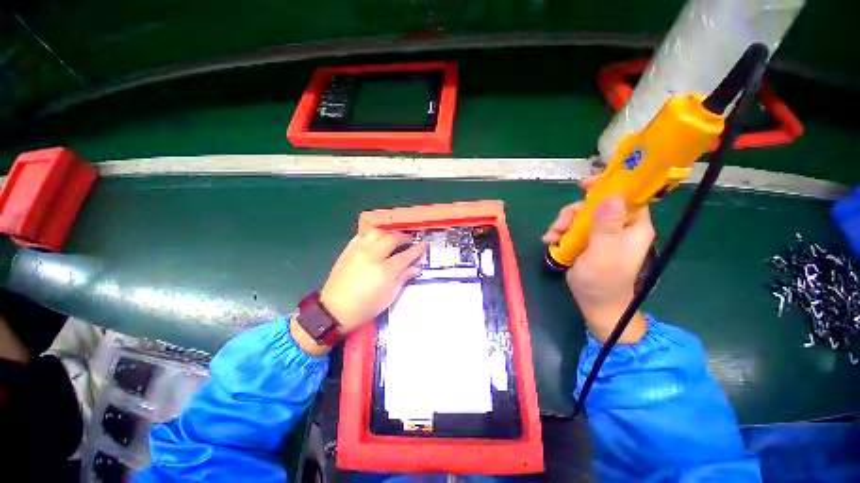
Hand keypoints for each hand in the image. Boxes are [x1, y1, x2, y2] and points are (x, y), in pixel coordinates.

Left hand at [293, 229, 425, 355]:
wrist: (333, 311)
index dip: (416, 250)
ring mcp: (357, 251)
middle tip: (410, 240)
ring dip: (388, 233)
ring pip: (376, 232)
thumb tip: (416, 267)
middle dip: (404, 237)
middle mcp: (371, 256)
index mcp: (383, 271)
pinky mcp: (347, 250)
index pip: (405, 255)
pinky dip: (373, 234)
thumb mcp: (388, 297)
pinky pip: (362, 235)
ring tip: (394, 238)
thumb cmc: (364, 308)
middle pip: (391, 239)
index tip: (423, 244)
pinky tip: (377, 239)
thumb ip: (403, 278)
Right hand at [542, 178, 654, 342]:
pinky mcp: (587, 242)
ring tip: (552, 238)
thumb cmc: (603, 282)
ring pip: (579, 216)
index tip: (584, 185)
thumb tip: (611, 196)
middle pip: (595, 205)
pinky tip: (550, 242)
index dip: (608, 186)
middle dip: (573, 212)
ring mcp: (601, 234)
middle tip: (560, 225)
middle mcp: (618, 226)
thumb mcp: (603, 253)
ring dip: (562, 224)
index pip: (627, 196)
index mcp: (632, 226)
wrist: (595, 305)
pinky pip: (571, 228)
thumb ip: (607, 226)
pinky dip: (559, 233)